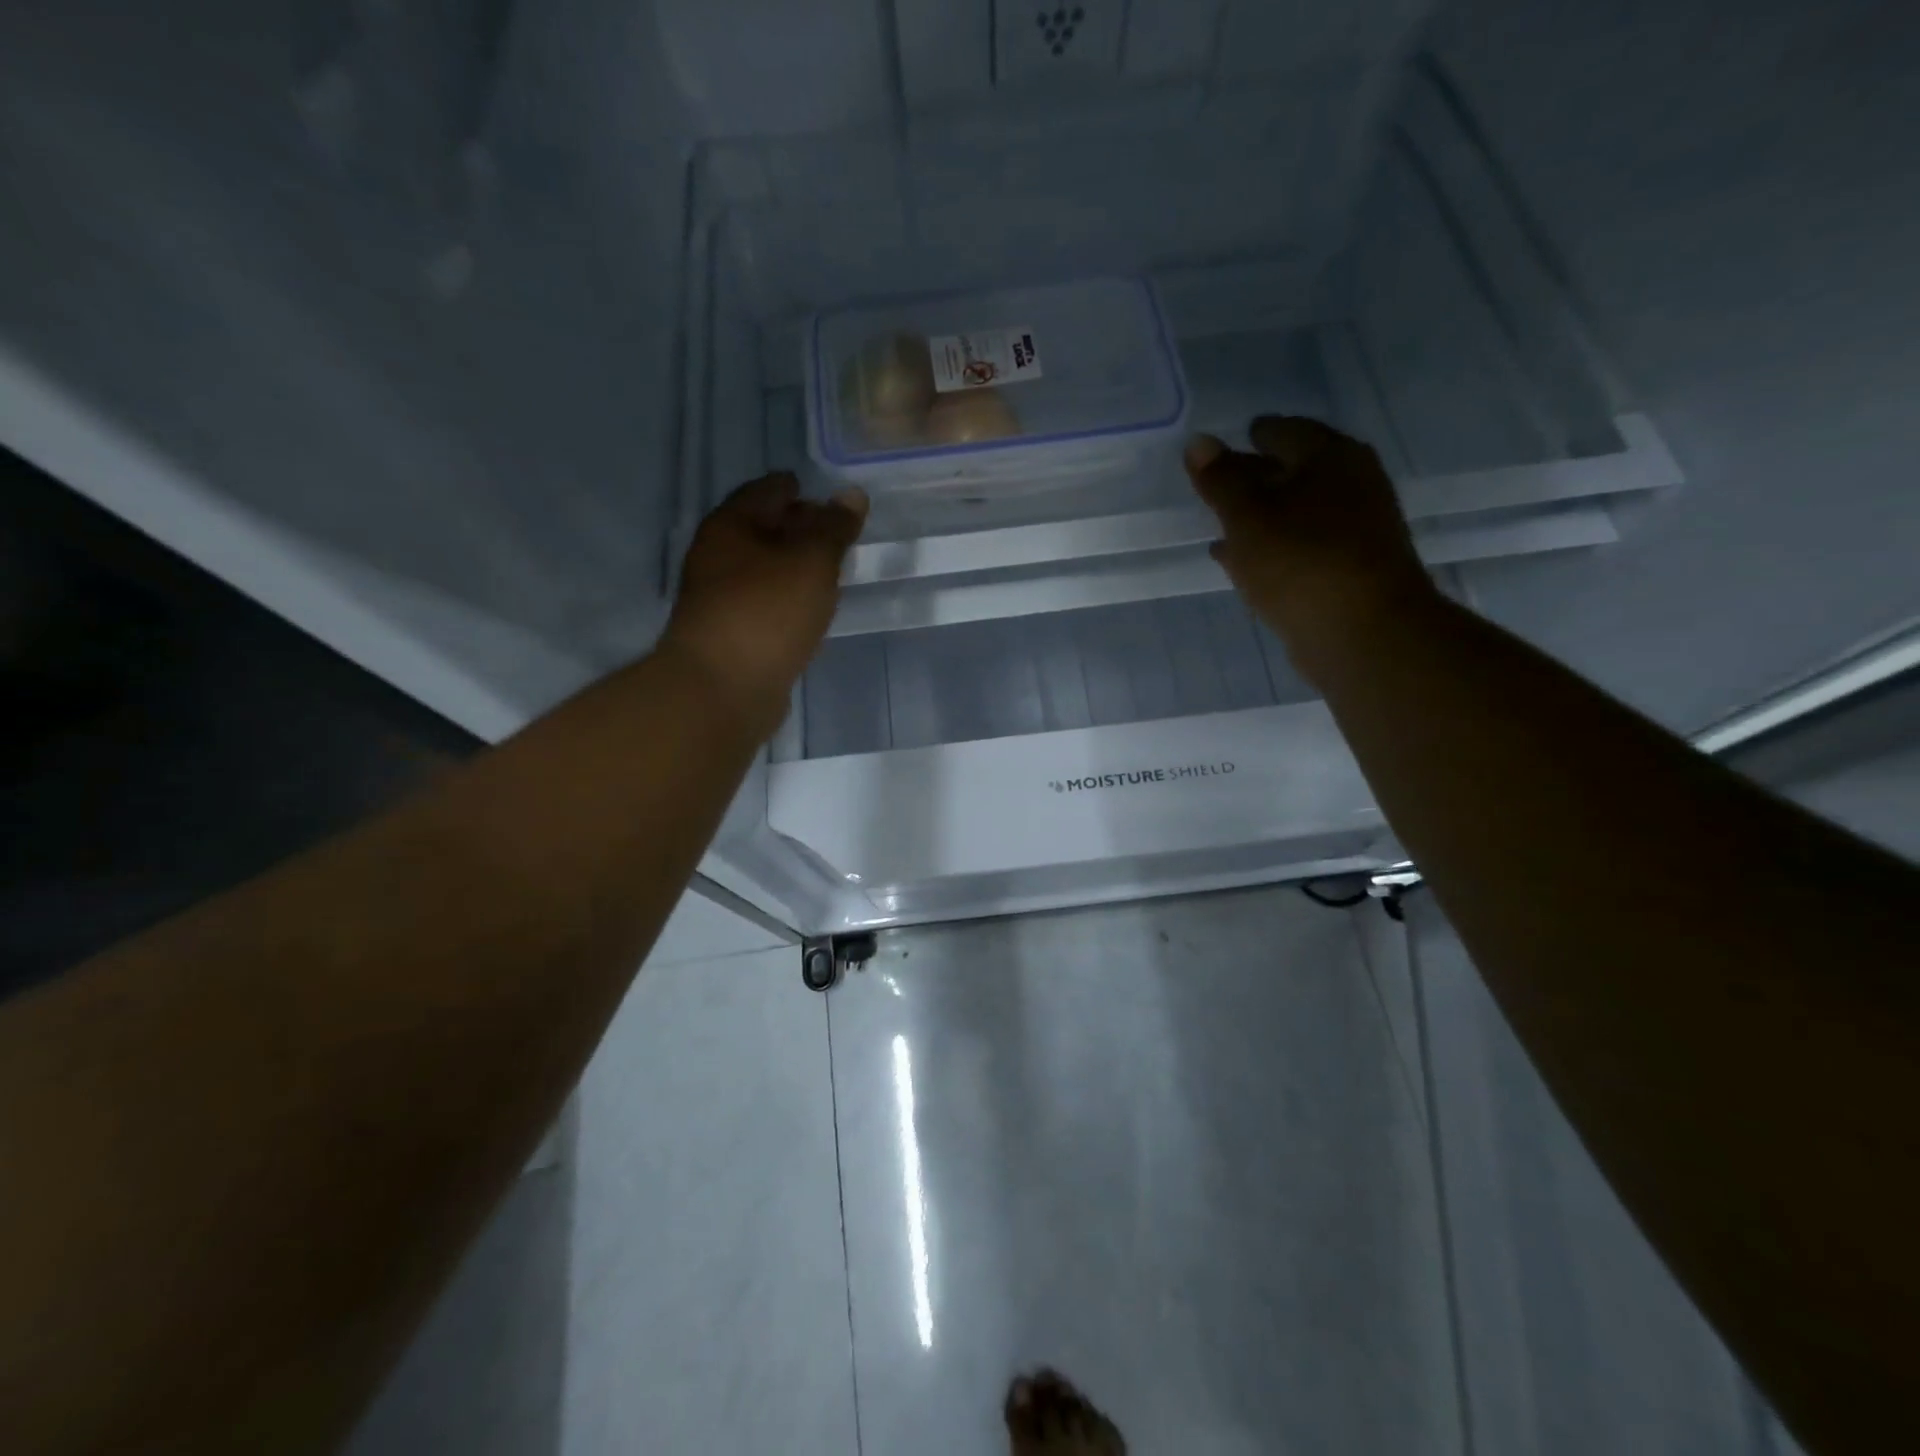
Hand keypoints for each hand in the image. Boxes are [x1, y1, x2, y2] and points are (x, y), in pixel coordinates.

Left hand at [660, 473, 867, 730]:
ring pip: (764, 569)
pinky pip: (765, 603)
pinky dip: (788, 598)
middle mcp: (718, 556)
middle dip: (797, 527)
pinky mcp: (731, 635)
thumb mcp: (811, 562)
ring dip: (793, 566)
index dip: (797, 488)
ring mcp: (721, 598)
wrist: (722, 689)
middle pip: (761, 529)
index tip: (828, 497)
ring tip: (831, 570)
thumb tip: (852, 494)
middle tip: (837, 533)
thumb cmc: (767, 612)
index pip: (767, 491)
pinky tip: (810, 609)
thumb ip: (834, 529)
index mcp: (730, 526)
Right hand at [1186, 417, 1436, 683]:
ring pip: (1297, 510)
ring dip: (1262, 516)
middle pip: (1293, 470)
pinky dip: (1272, 547)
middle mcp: (1350, 483)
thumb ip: (1220, 480)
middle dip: (1255, 476)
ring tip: (1222, 524)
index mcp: (1329, 456)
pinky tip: (1242, 561)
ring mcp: (1355, 527)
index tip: (1219, 449)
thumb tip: (1198, 441)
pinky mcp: (1349, 567)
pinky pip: (1301, 545)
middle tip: (1216, 486)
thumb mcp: (1247, 517)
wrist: (1363, 632)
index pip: (1282, 430)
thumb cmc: (1300, 562)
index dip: (1249, 437)